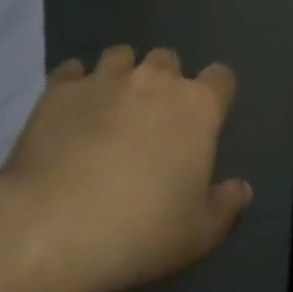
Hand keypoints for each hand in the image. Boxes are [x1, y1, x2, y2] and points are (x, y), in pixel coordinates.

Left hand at [0, 46, 251, 291]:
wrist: (52, 230)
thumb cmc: (140, 233)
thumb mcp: (199, 235)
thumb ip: (226, 205)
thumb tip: (240, 188)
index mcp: (197, 107)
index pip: (221, 78)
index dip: (215, 95)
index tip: (205, 120)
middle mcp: (154, 79)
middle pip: (168, 59)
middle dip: (165, 81)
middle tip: (153, 119)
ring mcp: (104, 79)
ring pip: (120, 56)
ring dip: (121, 75)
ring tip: (109, 109)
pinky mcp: (59, 89)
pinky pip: (72, 72)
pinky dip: (75, 85)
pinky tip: (70, 113)